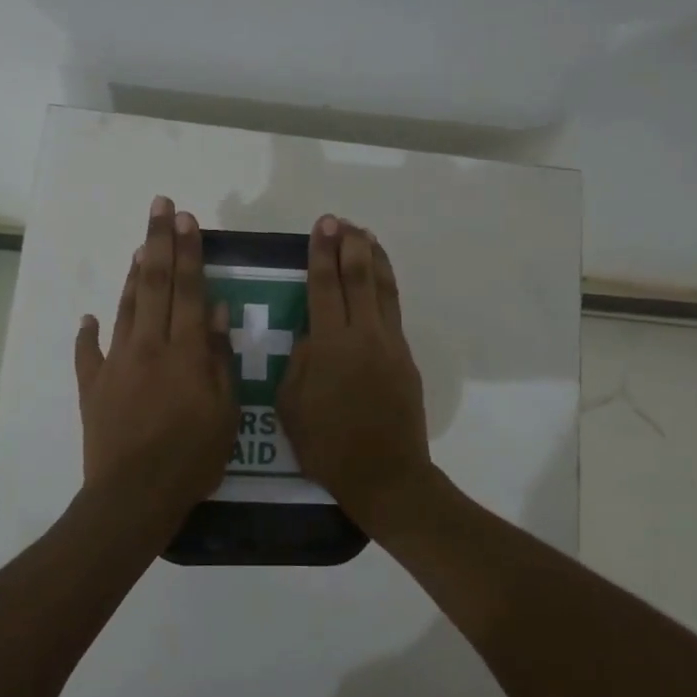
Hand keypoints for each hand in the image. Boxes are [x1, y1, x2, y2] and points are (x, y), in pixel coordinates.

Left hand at [74, 196, 236, 526]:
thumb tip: (217, 311)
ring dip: (133, 275)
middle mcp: (149, 345)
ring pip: (126, 308)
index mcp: (185, 350)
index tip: (187, 219)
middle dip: (160, 242)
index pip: (190, 289)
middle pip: (155, 284)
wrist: (133, 496)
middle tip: (160, 206)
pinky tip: (89, 318)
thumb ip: (220, 358)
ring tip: (140, 246)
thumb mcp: (226, 412)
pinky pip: (89, 352)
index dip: (189, 251)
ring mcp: (116, 363)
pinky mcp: (93, 386)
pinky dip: (89, 334)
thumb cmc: (192, 458)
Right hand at [277, 216, 434, 533]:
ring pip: (384, 290)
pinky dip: (387, 287)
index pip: (323, 286)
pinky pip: (394, 312)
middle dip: (349, 246)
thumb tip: (310, 337)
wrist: (386, 474)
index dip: (321, 254)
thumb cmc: (328, 445)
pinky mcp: (406, 359)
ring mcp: (390, 345)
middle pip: (358, 278)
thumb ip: (298, 363)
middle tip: (342, 222)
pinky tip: (381, 280)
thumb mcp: (291, 405)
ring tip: (366, 236)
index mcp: (330, 345)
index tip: (323, 227)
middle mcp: (363, 335)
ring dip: (375, 259)